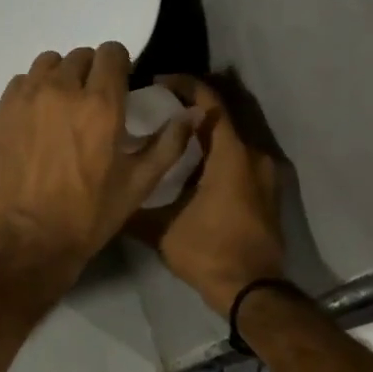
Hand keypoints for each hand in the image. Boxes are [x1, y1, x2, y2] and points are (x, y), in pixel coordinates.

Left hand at [0, 44, 196, 293]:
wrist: (30, 239)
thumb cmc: (89, 215)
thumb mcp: (139, 184)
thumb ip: (169, 143)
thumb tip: (194, 112)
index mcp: (101, 104)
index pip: (112, 53)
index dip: (119, 66)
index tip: (119, 85)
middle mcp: (63, 90)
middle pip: (81, 56)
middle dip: (91, 73)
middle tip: (92, 103)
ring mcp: (28, 98)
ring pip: (48, 64)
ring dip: (61, 77)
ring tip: (63, 106)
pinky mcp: (2, 111)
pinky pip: (22, 82)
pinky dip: (33, 91)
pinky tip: (38, 118)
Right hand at [130, 74, 286, 315]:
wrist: (252, 290)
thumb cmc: (208, 252)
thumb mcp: (161, 230)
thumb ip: (134, 206)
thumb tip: (106, 193)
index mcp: (231, 156)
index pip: (210, 102)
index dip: (186, 85)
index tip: (159, 81)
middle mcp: (254, 156)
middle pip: (222, 116)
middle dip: (191, 108)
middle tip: (157, 108)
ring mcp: (265, 175)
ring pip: (231, 139)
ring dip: (204, 133)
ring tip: (170, 136)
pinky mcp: (266, 192)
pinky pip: (239, 158)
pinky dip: (217, 153)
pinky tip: (191, 166)